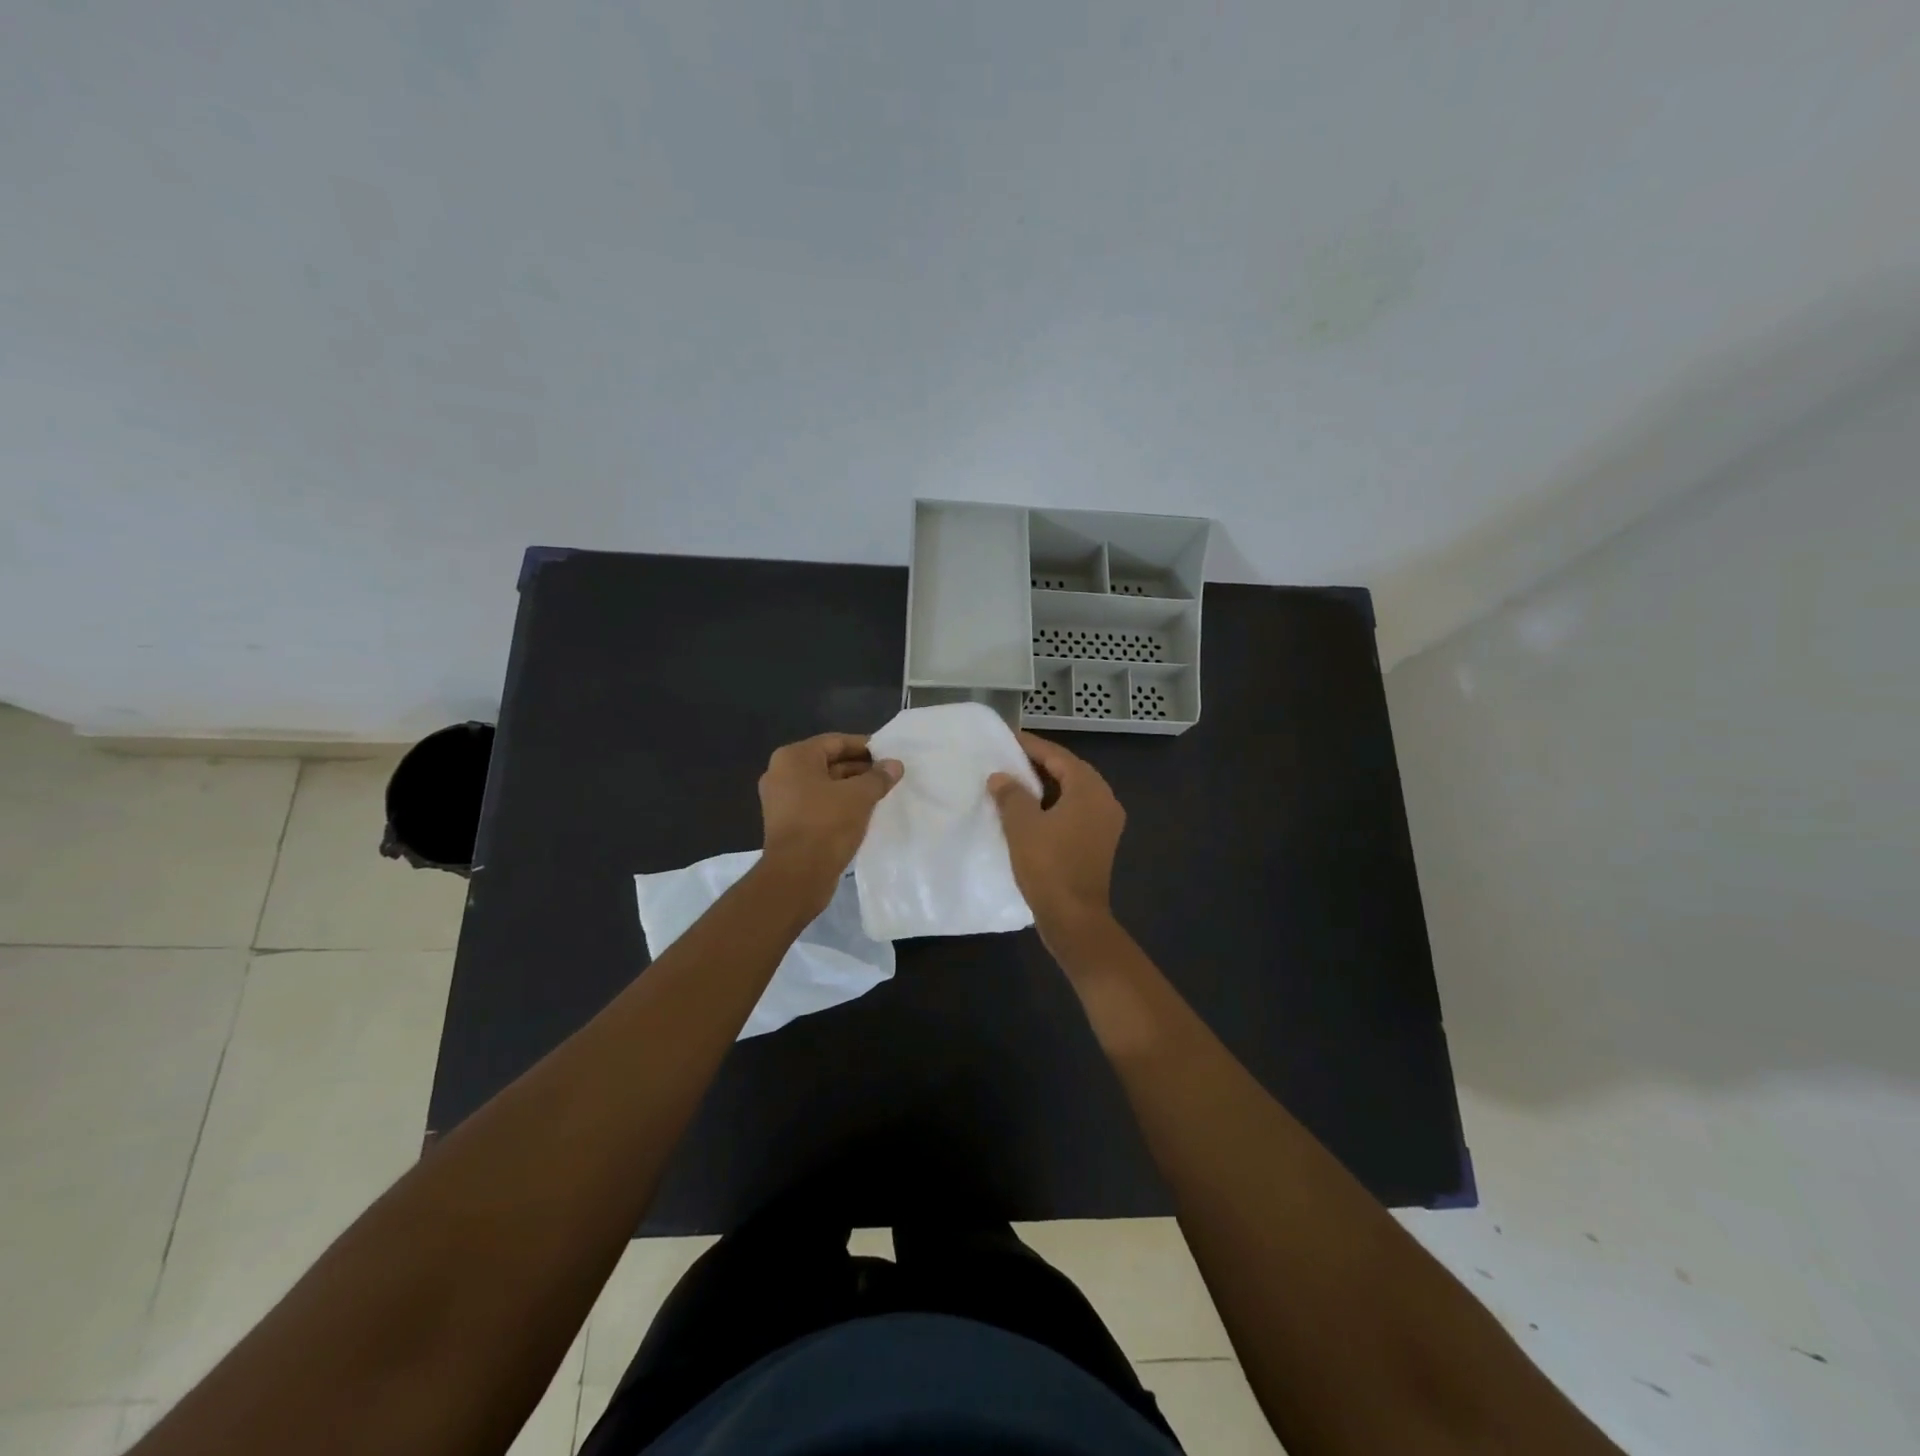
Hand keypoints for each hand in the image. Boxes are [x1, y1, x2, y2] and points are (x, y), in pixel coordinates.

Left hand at [757, 733, 902, 909]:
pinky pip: (818, 804)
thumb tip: (895, 765)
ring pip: (824, 785)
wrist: (797, 875)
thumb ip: (879, 777)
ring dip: (851, 788)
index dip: (865, 747)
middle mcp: (781, 773)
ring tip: (881, 794)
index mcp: (794, 758)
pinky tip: (863, 812)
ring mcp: (781, 800)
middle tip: (889, 775)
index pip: (836, 742)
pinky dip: (839, 804)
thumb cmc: (826, 824)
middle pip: (829, 762)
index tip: (889, 754)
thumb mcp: (859, 796)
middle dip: (860, 768)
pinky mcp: (787, 823)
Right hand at [988, 731, 1124, 943]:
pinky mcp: (1098, 842)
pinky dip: (1052, 805)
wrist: (1074, 918)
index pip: (1058, 756)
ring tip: (1013, 782)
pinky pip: (1074, 812)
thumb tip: (1000, 777)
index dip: (1031, 745)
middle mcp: (1104, 800)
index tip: (1007, 738)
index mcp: (1090, 789)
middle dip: (1038, 764)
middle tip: (1007, 758)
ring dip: (1044, 786)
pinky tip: (1028, 811)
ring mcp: (1104, 823)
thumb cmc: (1048, 866)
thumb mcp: (1022, 825)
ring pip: (1071, 793)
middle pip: (1068, 771)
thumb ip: (1011, 794)